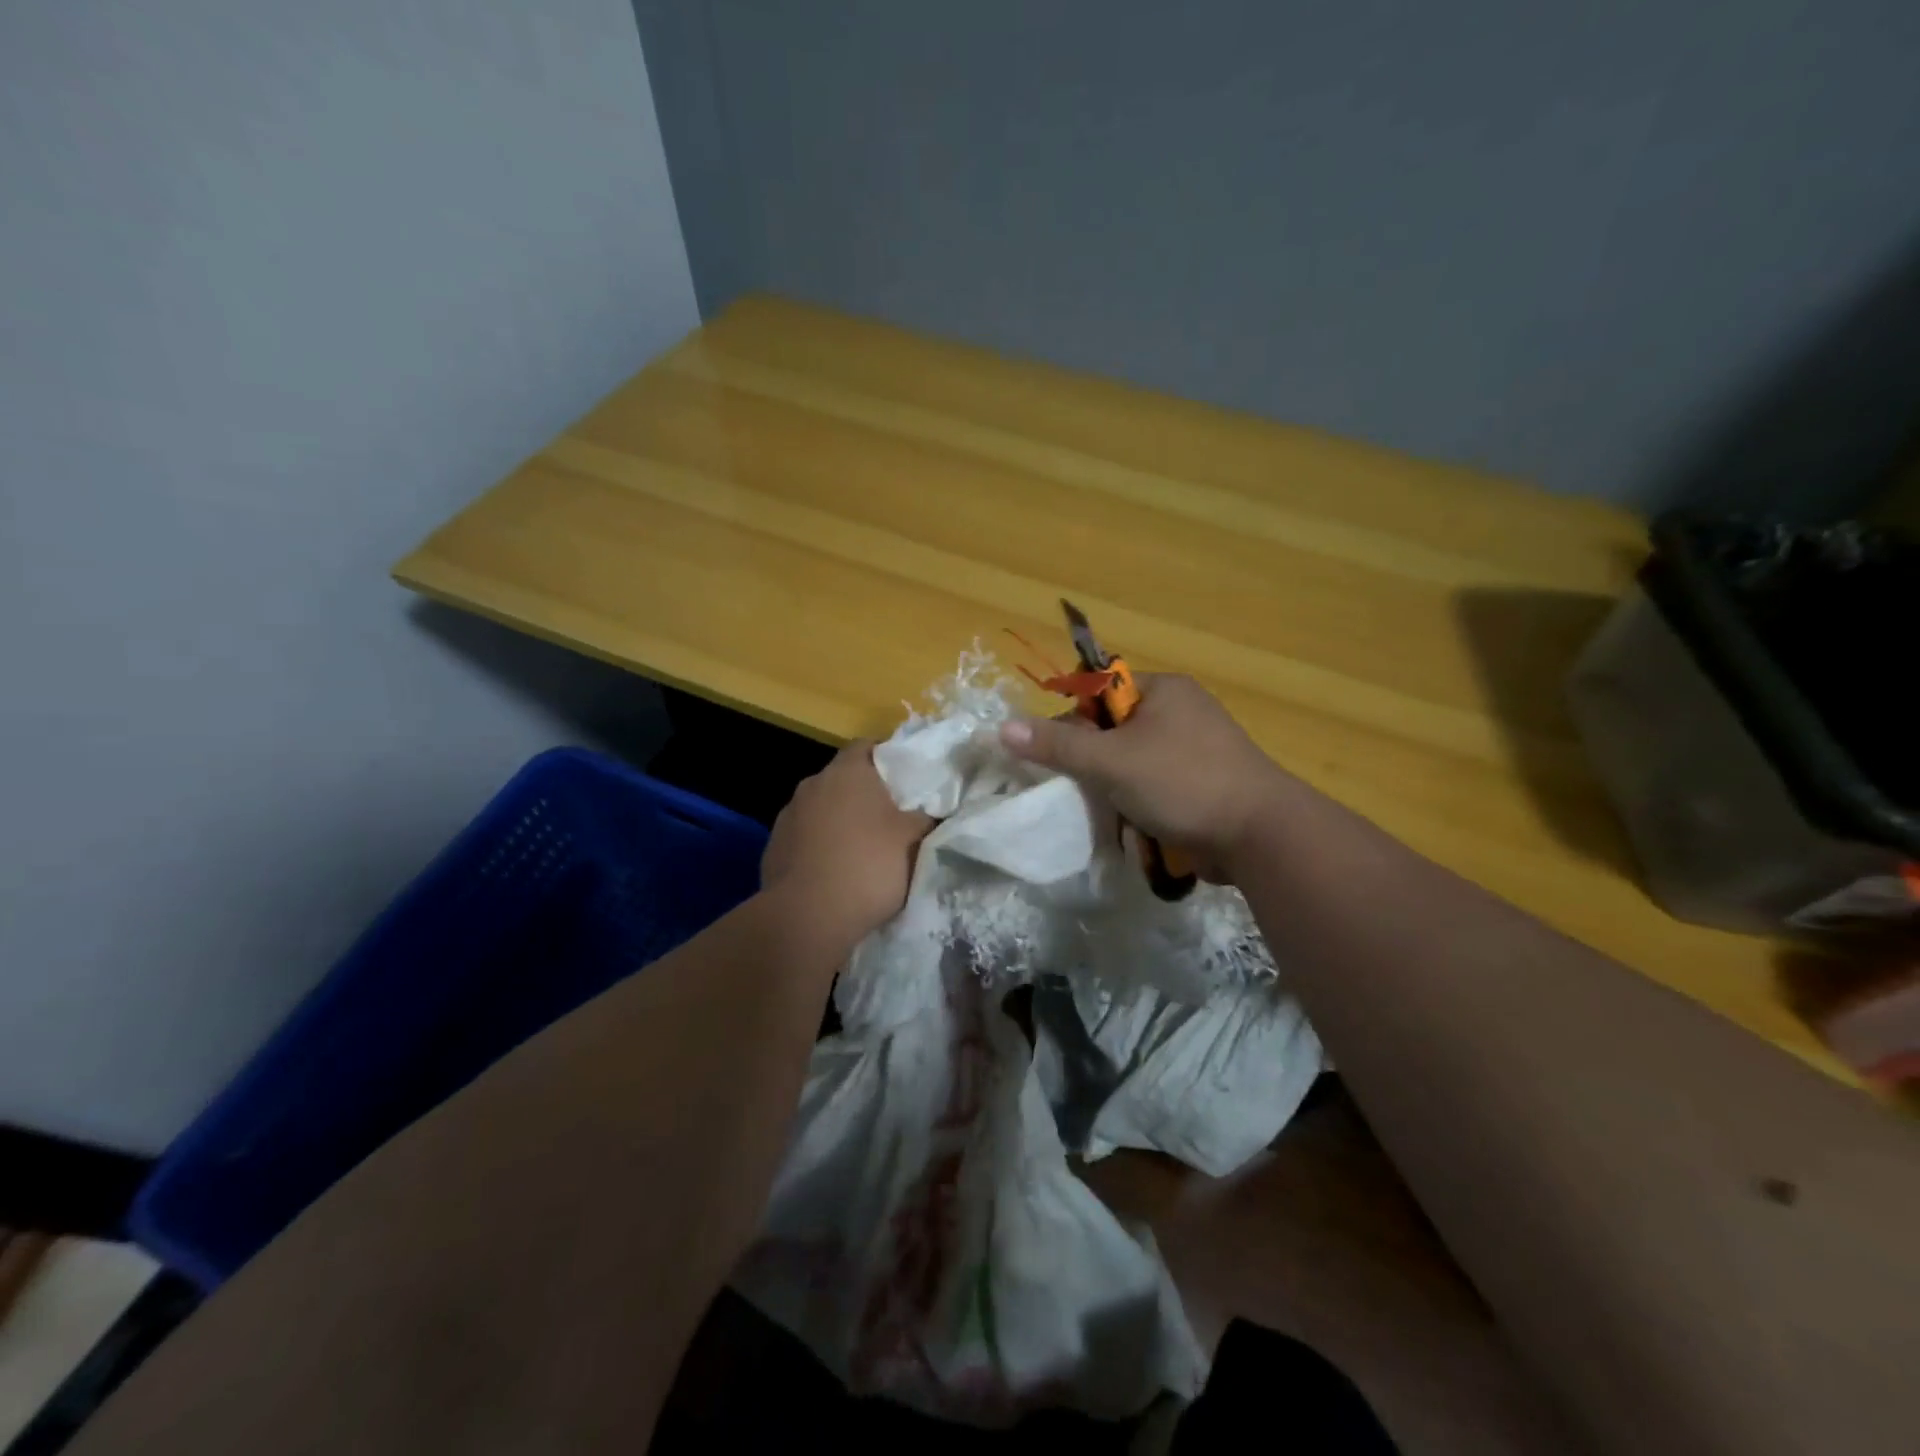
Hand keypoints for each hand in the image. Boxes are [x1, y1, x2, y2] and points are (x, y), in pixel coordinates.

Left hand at [761, 742, 933, 942]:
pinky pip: (805, 838)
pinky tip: (836, 872)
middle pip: (843, 779)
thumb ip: (925, 817)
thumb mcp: (913, 840)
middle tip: (891, 816)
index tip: (906, 777)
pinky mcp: (774, 848)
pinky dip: (820, 847)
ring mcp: (788, 816)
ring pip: (822, 809)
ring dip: (840, 822)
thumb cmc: (868, 865)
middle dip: (864, 794)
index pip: (866, 746)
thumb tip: (932, 810)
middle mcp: (813, 784)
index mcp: (847, 771)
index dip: (887, 757)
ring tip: (863, 849)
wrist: (807, 916)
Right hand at [999, 675, 1292, 881]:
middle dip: (1095, 764)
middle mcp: (1181, 712)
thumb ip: (1057, 745)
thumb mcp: (1111, 761)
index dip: (1073, 721)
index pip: (1100, 691)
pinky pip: (1155, 787)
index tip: (1060, 757)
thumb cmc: (1182, 782)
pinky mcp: (1204, 784)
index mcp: (1164, 690)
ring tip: (1109, 813)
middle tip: (1082, 790)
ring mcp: (1196, 750)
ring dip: (1117, 789)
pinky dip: (1141, 805)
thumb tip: (1002, 728)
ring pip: (1132, 763)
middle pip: (1114, 731)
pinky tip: (1135, 826)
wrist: (1260, 836)